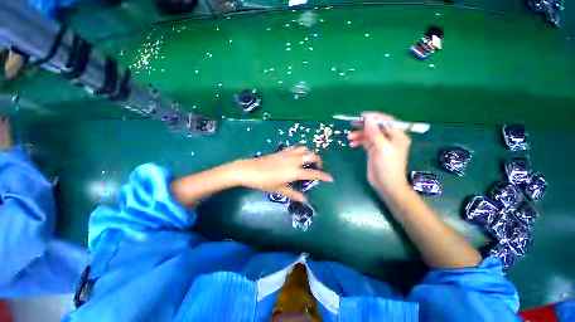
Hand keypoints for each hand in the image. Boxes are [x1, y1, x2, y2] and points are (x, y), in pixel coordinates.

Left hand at [231, 146, 333, 201]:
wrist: (249, 170)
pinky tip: (298, 156)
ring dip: (310, 154)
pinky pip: (295, 147)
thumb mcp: (279, 189)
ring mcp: (288, 154)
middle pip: (312, 156)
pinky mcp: (282, 151)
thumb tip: (305, 200)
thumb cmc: (264, 182)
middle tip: (318, 168)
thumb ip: (293, 194)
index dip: (324, 176)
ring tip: (309, 161)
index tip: (331, 178)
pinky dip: (301, 150)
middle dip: (318, 161)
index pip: (314, 173)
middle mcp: (294, 161)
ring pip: (304, 149)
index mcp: (295, 172)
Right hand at [347, 112, 410, 193]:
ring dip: (359, 135)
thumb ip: (375, 133)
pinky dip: (358, 141)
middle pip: (375, 127)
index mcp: (397, 135)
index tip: (361, 116)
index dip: (374, 117)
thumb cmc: (388, 166)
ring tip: (349, 137)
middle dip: (364, 126)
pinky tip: (352, 144)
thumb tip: (368, 118)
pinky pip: (365, 142)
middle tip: (351, 124)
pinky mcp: (373, 151)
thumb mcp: (382, 148)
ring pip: (369, 135)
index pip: (386, 121)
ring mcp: (380, 145)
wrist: (386, 184)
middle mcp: (389, 138)